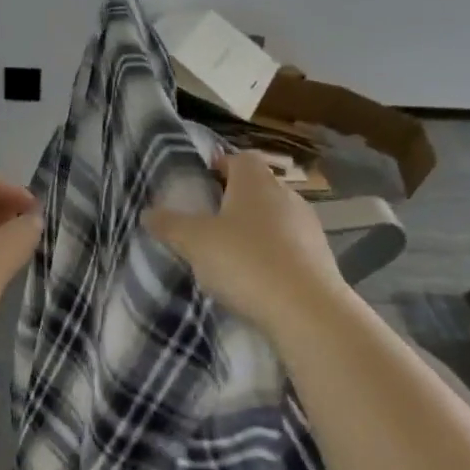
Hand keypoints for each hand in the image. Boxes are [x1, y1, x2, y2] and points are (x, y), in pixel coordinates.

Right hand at [144, 151, 349, 335]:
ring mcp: (308, 226)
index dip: (220, 166)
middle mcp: (286, 195)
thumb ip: (169, 224)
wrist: (307, 311)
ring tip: (230, 254)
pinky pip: (289, 246)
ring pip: (274, 217)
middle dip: (234, 200)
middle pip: (257, 187)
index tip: (201, 184)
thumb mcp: (194, 242)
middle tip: (208, 221)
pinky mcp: (320, 257)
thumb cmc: (246, 261)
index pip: (239, 158)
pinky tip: (256, 278)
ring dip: (255, 230)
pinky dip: (272, 255)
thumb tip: (148, 212)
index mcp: (255, 181)